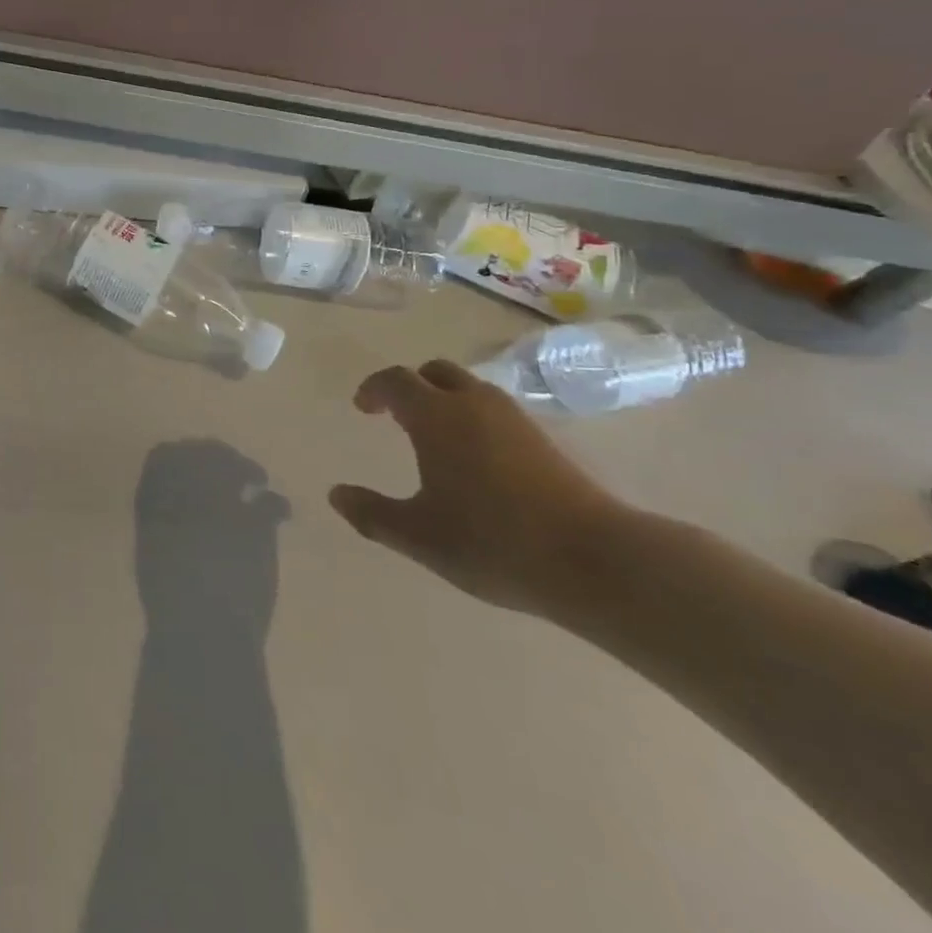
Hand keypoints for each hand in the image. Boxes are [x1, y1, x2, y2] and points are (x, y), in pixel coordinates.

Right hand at [331, 360, 623, 613]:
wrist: (595, 560)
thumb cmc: (493, 542)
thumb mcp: (419, 536)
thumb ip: (372, 513)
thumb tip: (336, 494)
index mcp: (435, 416)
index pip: (395, 381)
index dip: (373, 389)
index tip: (363, 408)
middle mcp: (473, 404)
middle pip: (435, 372)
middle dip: (410, 386)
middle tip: (395, 414)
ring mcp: (513, 419)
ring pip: (469, 388)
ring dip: (444, 399)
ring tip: (432, 435)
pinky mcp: (543, 439)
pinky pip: (494, 410)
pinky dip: (473, 417)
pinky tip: (474, 457)